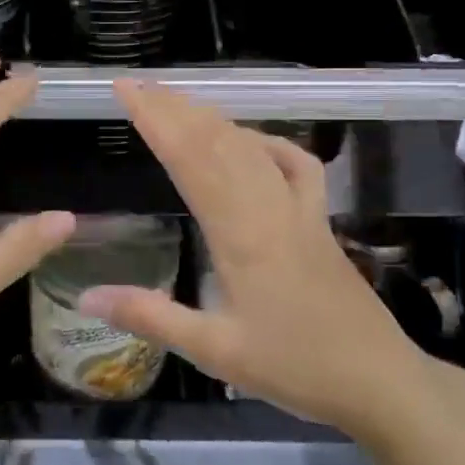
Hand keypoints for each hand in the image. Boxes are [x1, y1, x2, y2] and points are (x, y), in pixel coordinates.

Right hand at [78, 81, 432, 441]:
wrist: (379, 380)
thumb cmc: (294, 367)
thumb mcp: (214, 351)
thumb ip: (150, 317)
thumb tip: (86, 296)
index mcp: (240, 234)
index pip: (190, 159)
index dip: (156, 120)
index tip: (126, 90)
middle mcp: (269, 208)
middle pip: (217, 142)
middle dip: (174, 108)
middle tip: (137, 84)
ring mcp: (300, 210)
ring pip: (251, 147)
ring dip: (211, 118)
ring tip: (176, 101)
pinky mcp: (320, 221)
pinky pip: (296, 165)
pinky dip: (269, 142)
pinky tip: (251, 139)